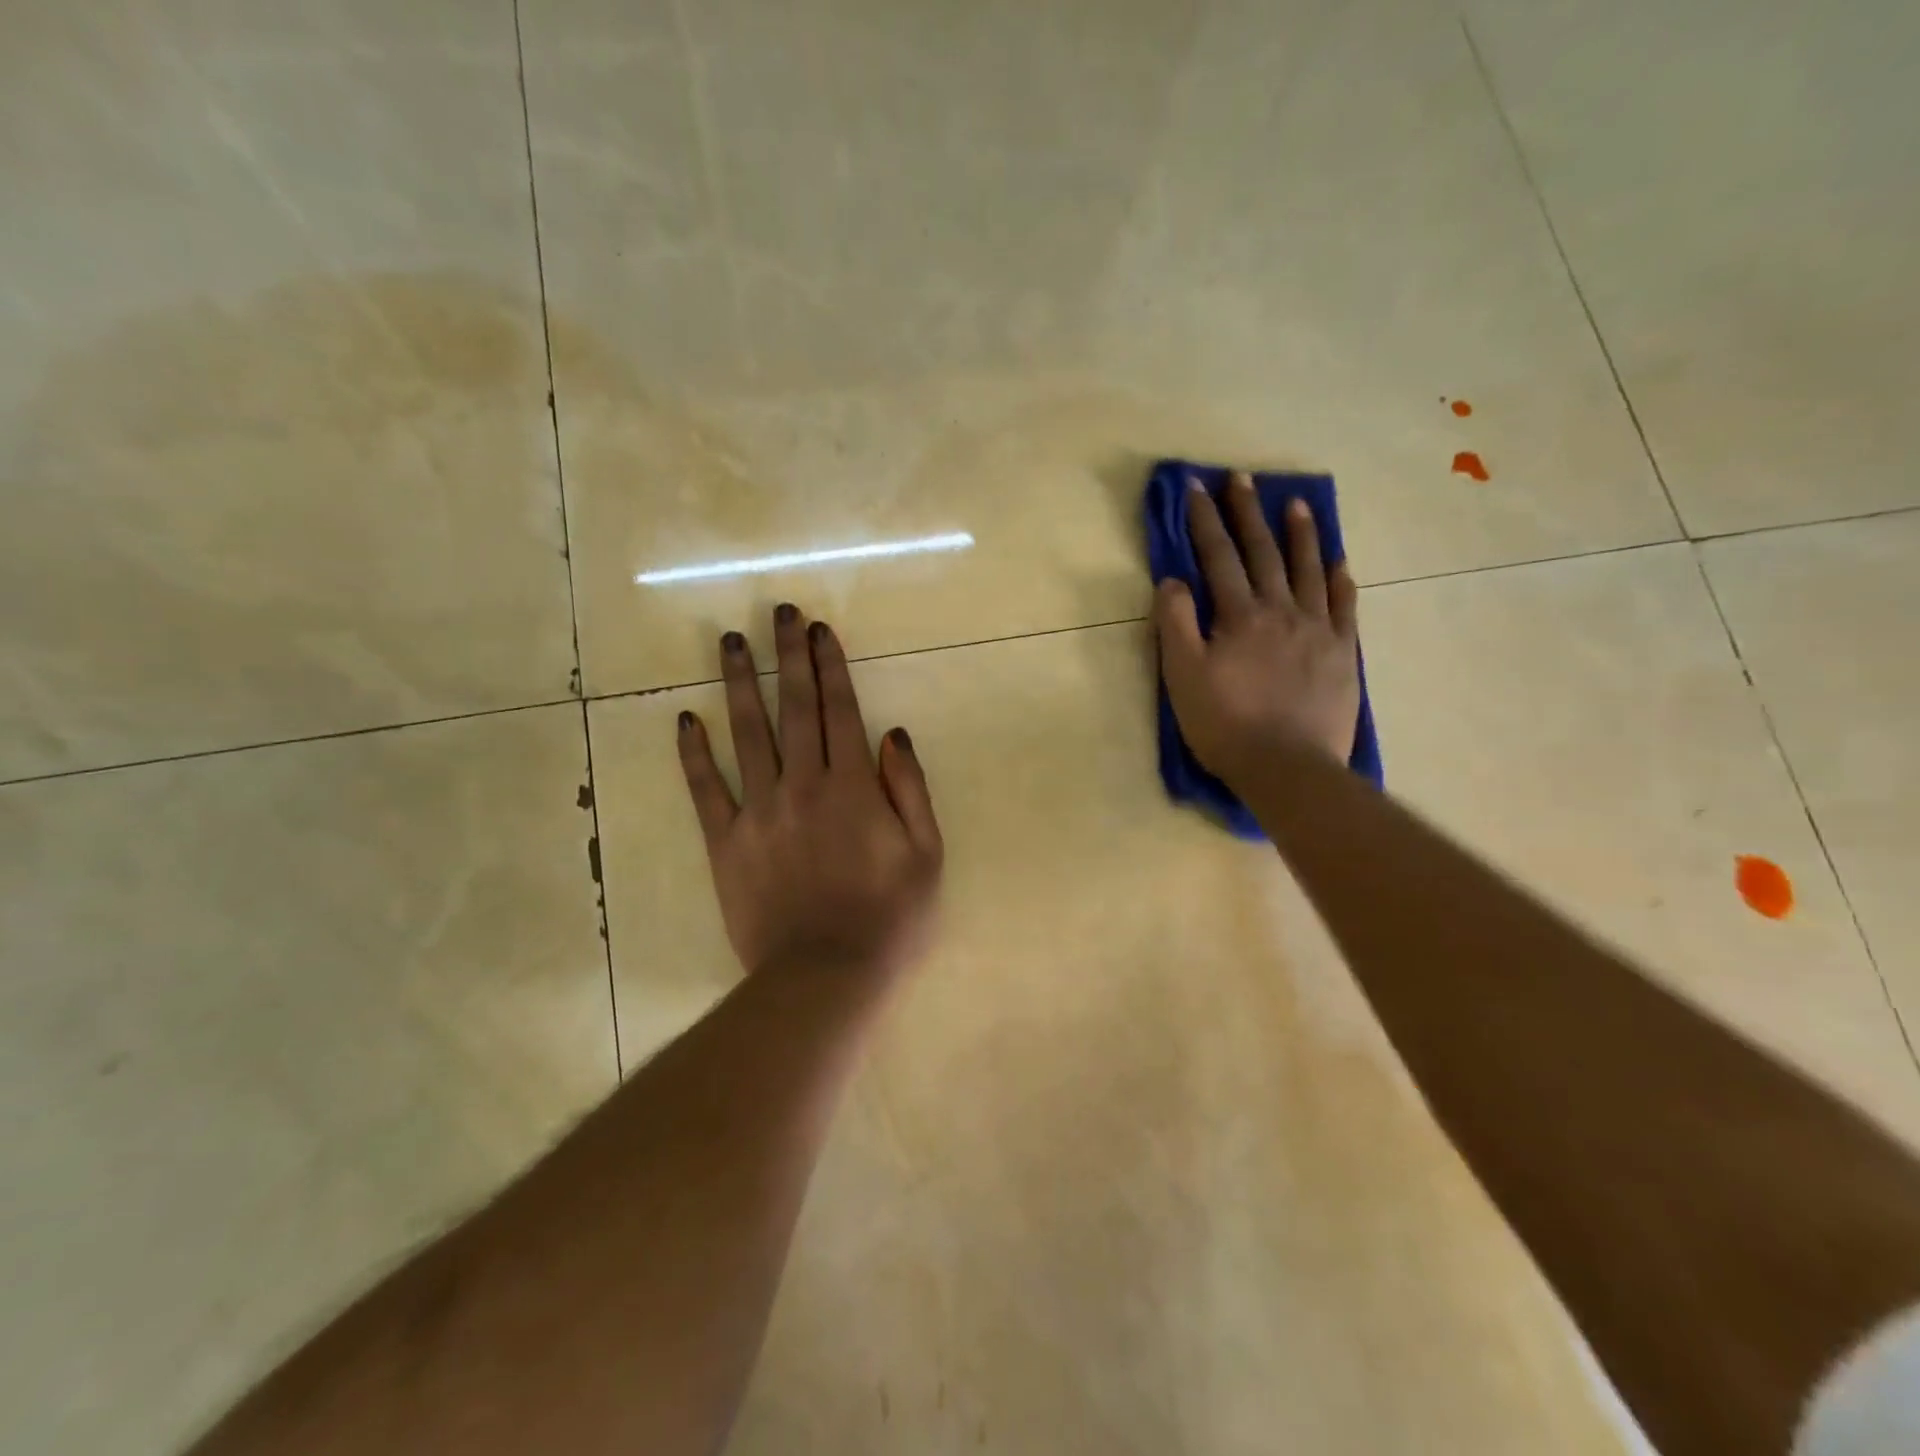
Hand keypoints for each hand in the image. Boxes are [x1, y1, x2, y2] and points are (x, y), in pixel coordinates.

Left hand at [677, 604, 943, 984]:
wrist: (825, 976)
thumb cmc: (889, 918)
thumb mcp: (927, 855)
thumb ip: (910, 790)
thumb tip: (893, 733)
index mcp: (853, 786)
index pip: (839, 710)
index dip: (829, 665)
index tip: (818, 629)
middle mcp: (803, 784)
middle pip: (794, 708)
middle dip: (787, 656)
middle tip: (778, 613)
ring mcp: (759, 811)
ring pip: (746, 734)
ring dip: (739, 683)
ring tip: (729, 642)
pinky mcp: (726, 842)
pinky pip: (706, 790)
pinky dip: (694, 754)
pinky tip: (686, 719)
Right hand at [1155, 471, 1360, 786]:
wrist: (1288, 767)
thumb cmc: (1225, 725)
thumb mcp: (1183, 677)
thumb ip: (1175, 625)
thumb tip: (1172, 581)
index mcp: (1239, 616)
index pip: (1217, 558)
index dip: (1205, 521)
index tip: (1196, 487)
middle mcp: (1281, 611)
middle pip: (1263, 553)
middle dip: (1248, 514)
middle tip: (1242, 478)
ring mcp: (1317, 630)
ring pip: (1308, 570)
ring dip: (1299, 534)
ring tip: (1296, 503)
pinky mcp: (1341, 653)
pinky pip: (1343, 606)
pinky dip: (1339, 579)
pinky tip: (1338, 561)